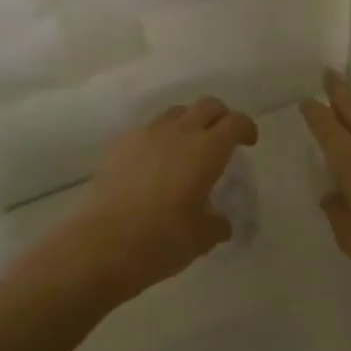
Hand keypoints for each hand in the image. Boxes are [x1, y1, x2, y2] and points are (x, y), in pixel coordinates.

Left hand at [52, 97, 258, 299]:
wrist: (102, 244)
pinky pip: (147, 130)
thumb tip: (220, 221)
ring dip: (188, 123)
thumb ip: (217, 224)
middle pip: (206, 106)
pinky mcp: (119, 145)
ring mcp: (145, 135)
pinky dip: (159, 138)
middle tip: (222, 138)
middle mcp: (178, 133)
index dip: (246, 128)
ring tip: (187, 148)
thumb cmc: (162, 240)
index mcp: (206, 150)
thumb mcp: (202, 238)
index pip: (235, 123)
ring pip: (175, 113)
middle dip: (220, 117)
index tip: (248, 142)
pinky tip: (155, 163)